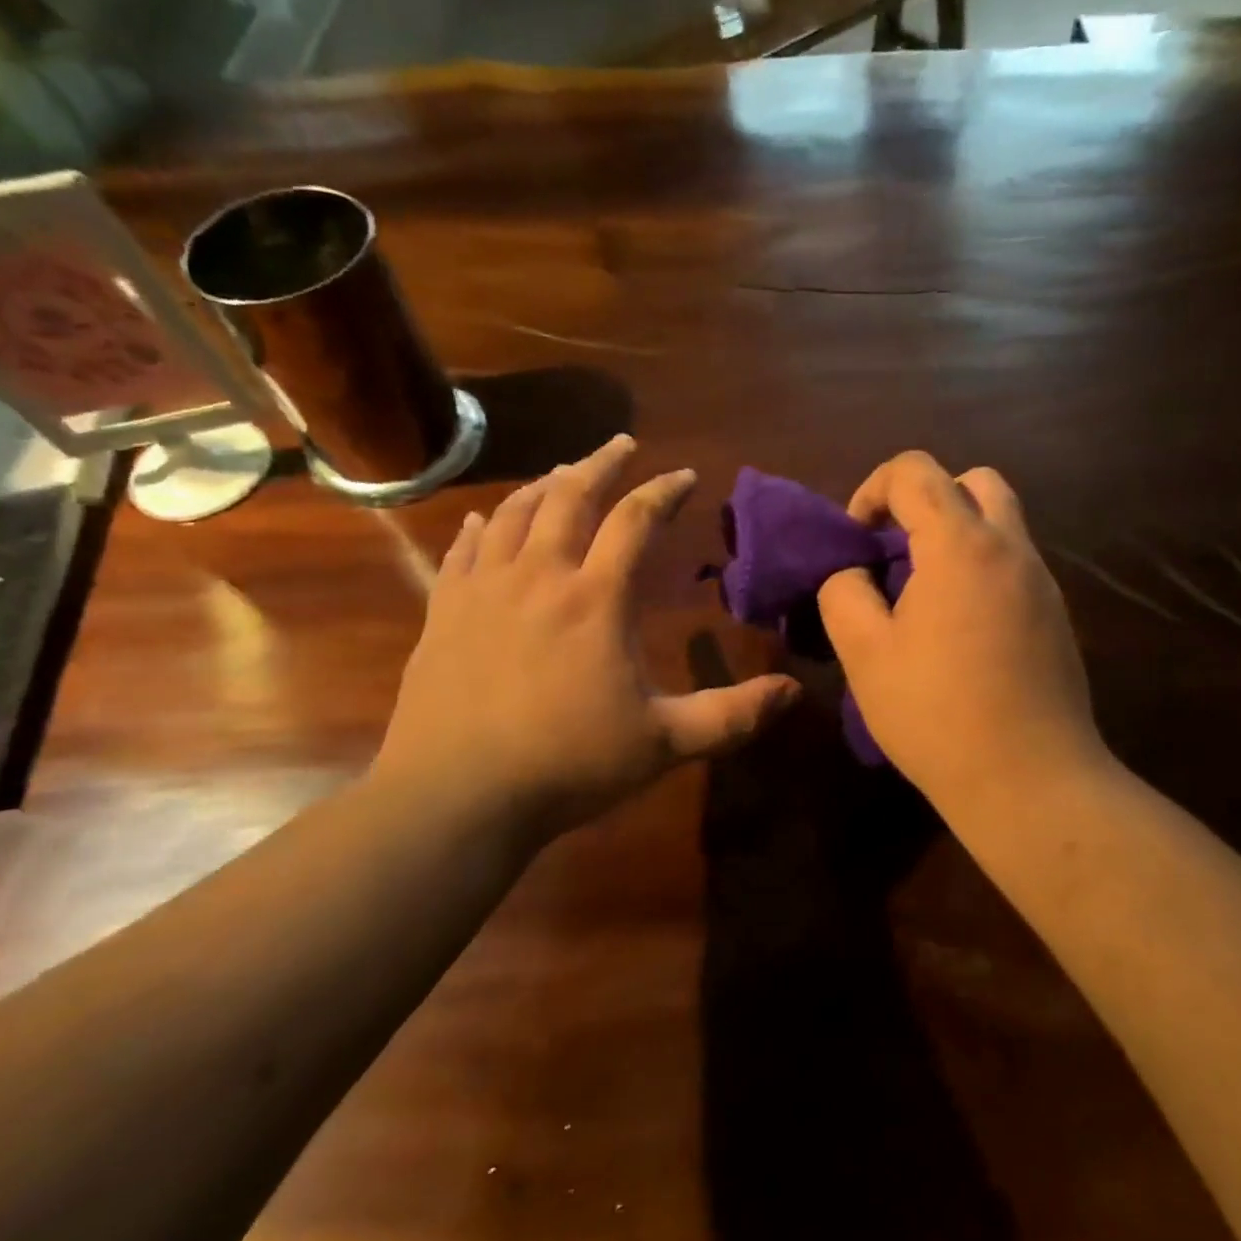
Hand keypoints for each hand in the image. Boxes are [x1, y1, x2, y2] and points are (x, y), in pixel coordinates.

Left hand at [372, 436, 800, 838]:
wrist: (456, 796)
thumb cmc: (568, 765)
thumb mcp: (666, 742)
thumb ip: (733, 714)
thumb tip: (795, 692)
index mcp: (596, 598)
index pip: (635, 521)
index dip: (663, 491)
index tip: (684, 475)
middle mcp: (540, 576)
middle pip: (570, 496)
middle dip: (601, 464)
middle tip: (621, 443)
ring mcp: (485, 590)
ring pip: (515, 513)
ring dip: (544, 484)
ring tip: (563, 472)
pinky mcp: (445, 611)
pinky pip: (465, 550)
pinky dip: (483, 526)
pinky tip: (486, 520)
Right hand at [817, 452, 1104, 812]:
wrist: (1031, 781)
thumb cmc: (937, 714)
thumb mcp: (864, 653)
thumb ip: (844, 594)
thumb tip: (855, 574)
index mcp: (962, 545)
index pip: (915, 471)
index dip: (872, 491)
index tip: (856, 541)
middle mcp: (1011, 548)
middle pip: (972, 481)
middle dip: (925, 499)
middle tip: (896, 551)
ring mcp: (1042, 582)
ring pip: (1000, 521)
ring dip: (956, 533)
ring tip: (922, 591)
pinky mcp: (1057, 615)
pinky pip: (1014, 563)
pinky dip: (980, 567)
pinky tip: (958, 629)